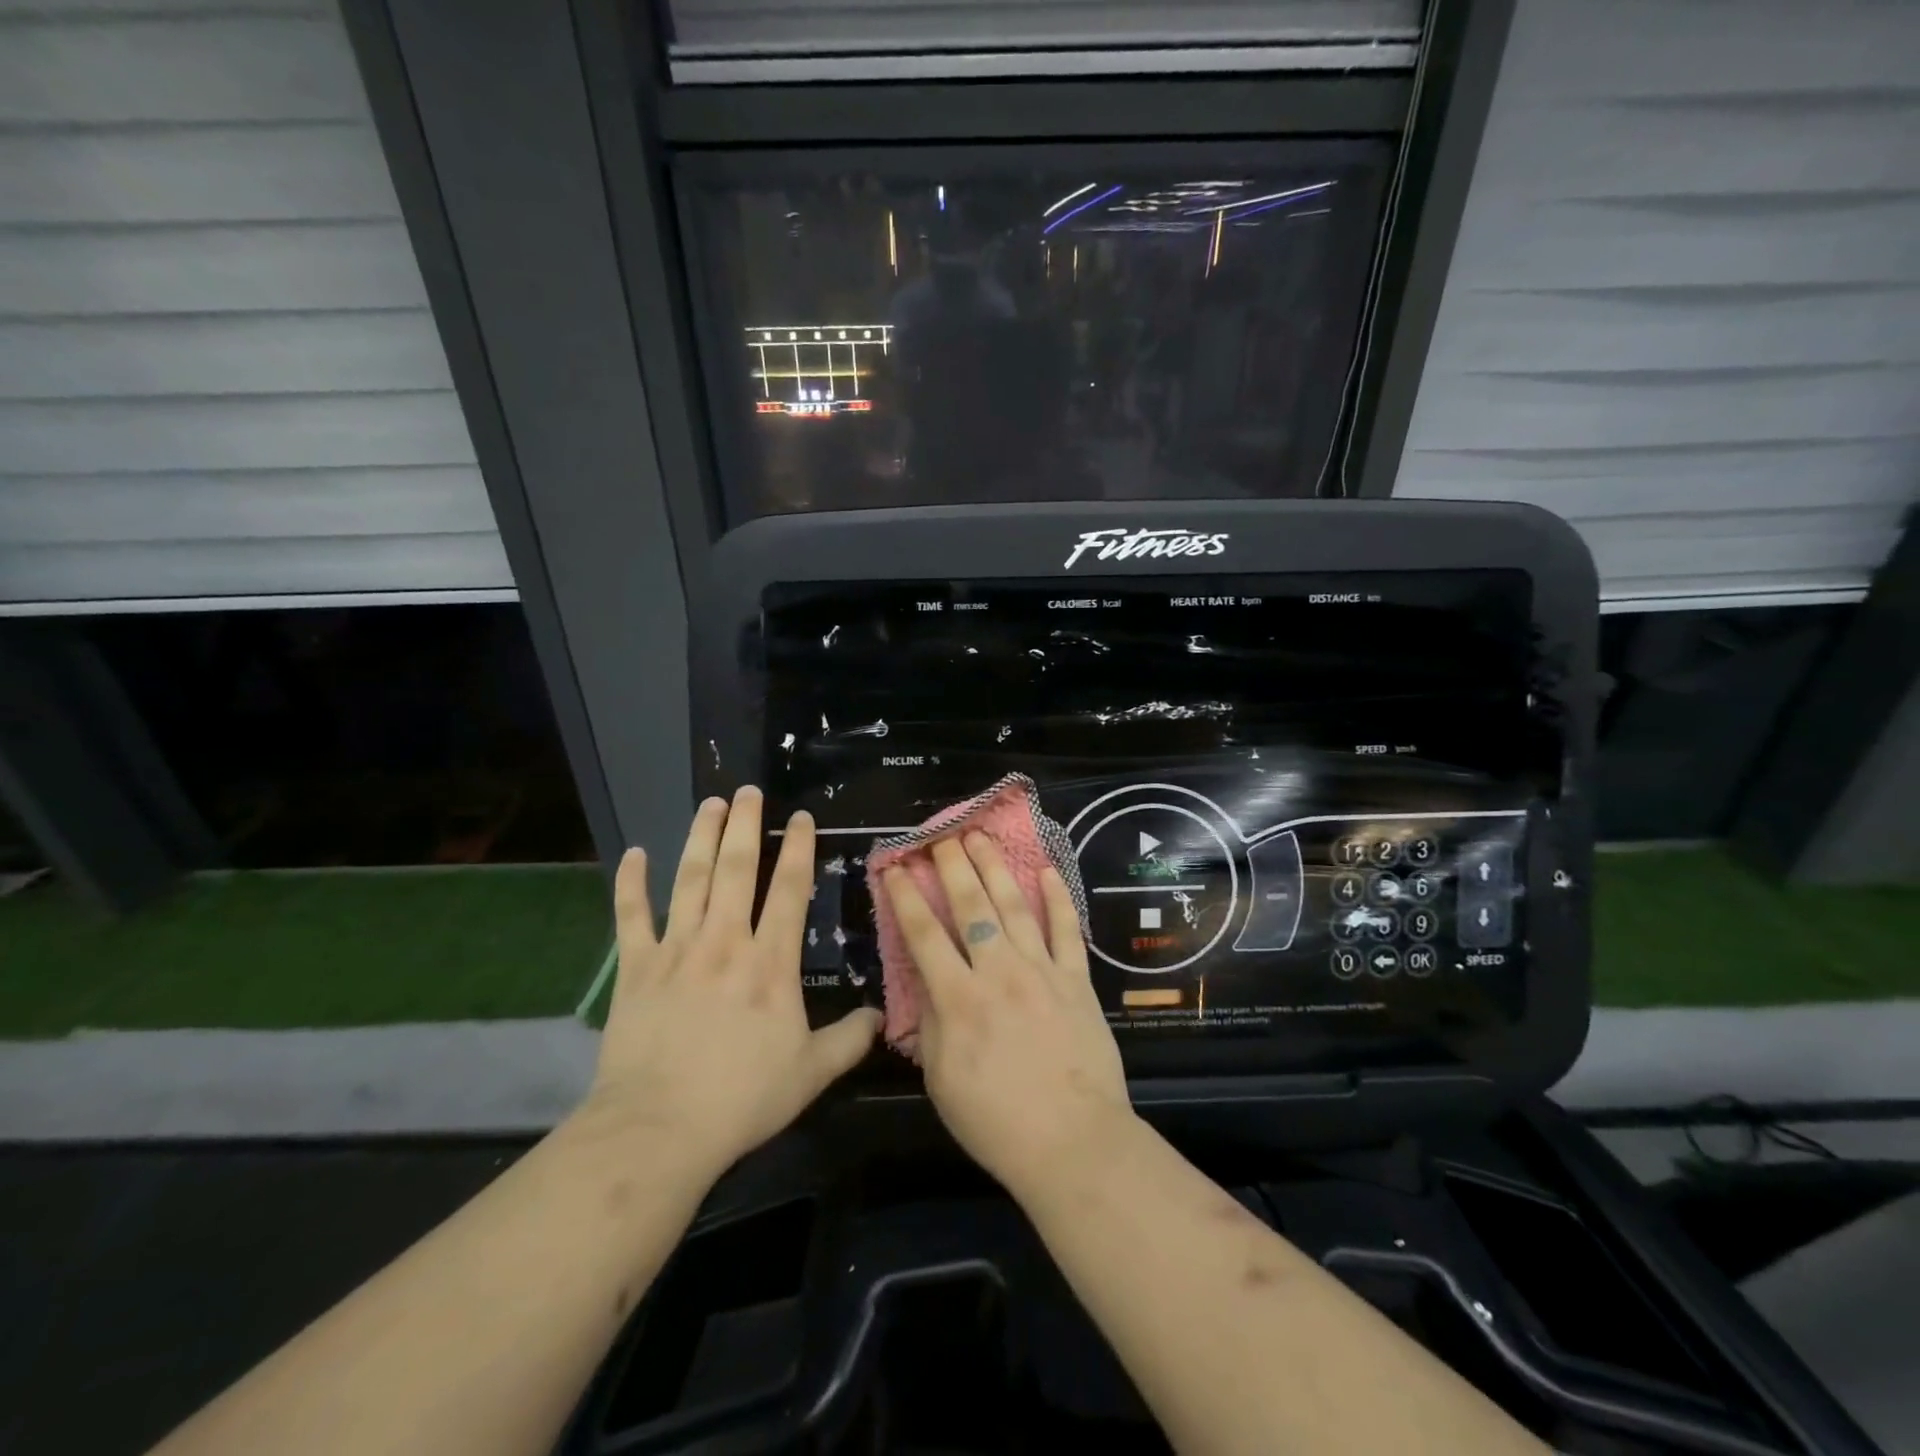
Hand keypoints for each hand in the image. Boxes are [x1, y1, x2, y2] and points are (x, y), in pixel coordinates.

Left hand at [580, 786, 879, 1177]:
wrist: (659, 1128)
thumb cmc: (742, 1098)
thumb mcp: (811, 1073)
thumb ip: (849, 1040)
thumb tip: (882, 1017)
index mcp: (771, 961)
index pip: (790, 889)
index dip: (799, 848)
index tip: (801, 817)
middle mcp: (725, 941)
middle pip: (737, 869)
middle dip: (745, 825)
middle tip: (748, 791)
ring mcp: (677, 950)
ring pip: (690, 879)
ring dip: (700, 837)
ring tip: (710, 803)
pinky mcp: (636, 968)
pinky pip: (631, 916)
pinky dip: (631, 883)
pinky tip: (634, 853)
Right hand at [881, 834, 1135, 1197]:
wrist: (1073, 1142)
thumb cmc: (996, 1122)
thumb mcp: (941, 1080)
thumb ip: (931, 1024)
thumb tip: (925, 983)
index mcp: (958, 999)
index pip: (924, 935)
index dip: (906, 896)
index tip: (895, 867)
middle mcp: (998, 972)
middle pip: (971, 906)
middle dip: (952, 865)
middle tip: (941, 835)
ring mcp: (1042, 971)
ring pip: (1015, 906)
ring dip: (996, 867)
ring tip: (982, 836)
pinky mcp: (1077, 979)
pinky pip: (1066, 930)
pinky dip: (1058, 897)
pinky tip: (1046, 870)